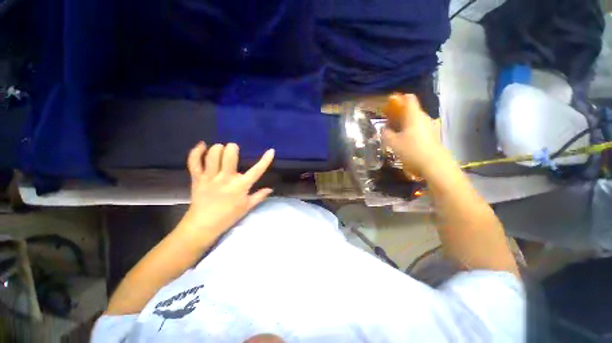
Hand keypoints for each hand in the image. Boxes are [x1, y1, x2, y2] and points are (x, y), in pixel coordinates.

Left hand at [180, 142, 274, 241]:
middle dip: (233, 148)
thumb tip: (270, 189)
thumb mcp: (247, 207)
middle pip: (229, 156)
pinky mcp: (197, 178)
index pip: (257, 170)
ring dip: (218, 148)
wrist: (203, 225)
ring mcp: (210, 177)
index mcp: (240, 186)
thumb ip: (259, 196)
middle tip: (234, 149)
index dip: (265, 160)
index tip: (271, 151)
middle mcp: (226, 178)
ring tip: (221, 148)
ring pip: (212, 155)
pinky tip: (202, 144)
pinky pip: (194, 162)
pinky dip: (196, 151)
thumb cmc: (228, 217)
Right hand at [383, 94, 444, 176]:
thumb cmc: (412, 150)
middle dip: (400, 113)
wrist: (434, 164)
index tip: (390, 105)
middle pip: (412, 109)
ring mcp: (430, 125)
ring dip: (406, 122)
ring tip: (397, 132)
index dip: (399, 99)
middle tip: (390, 122)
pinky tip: (407, 140)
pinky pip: (420, 127)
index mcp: (414, 116)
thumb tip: (384, 129)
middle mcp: (424, 117)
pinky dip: (412, 129)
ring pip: (416, 119)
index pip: (409, 99)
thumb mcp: (393, 143)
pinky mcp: (433, 134)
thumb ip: (386, 134)